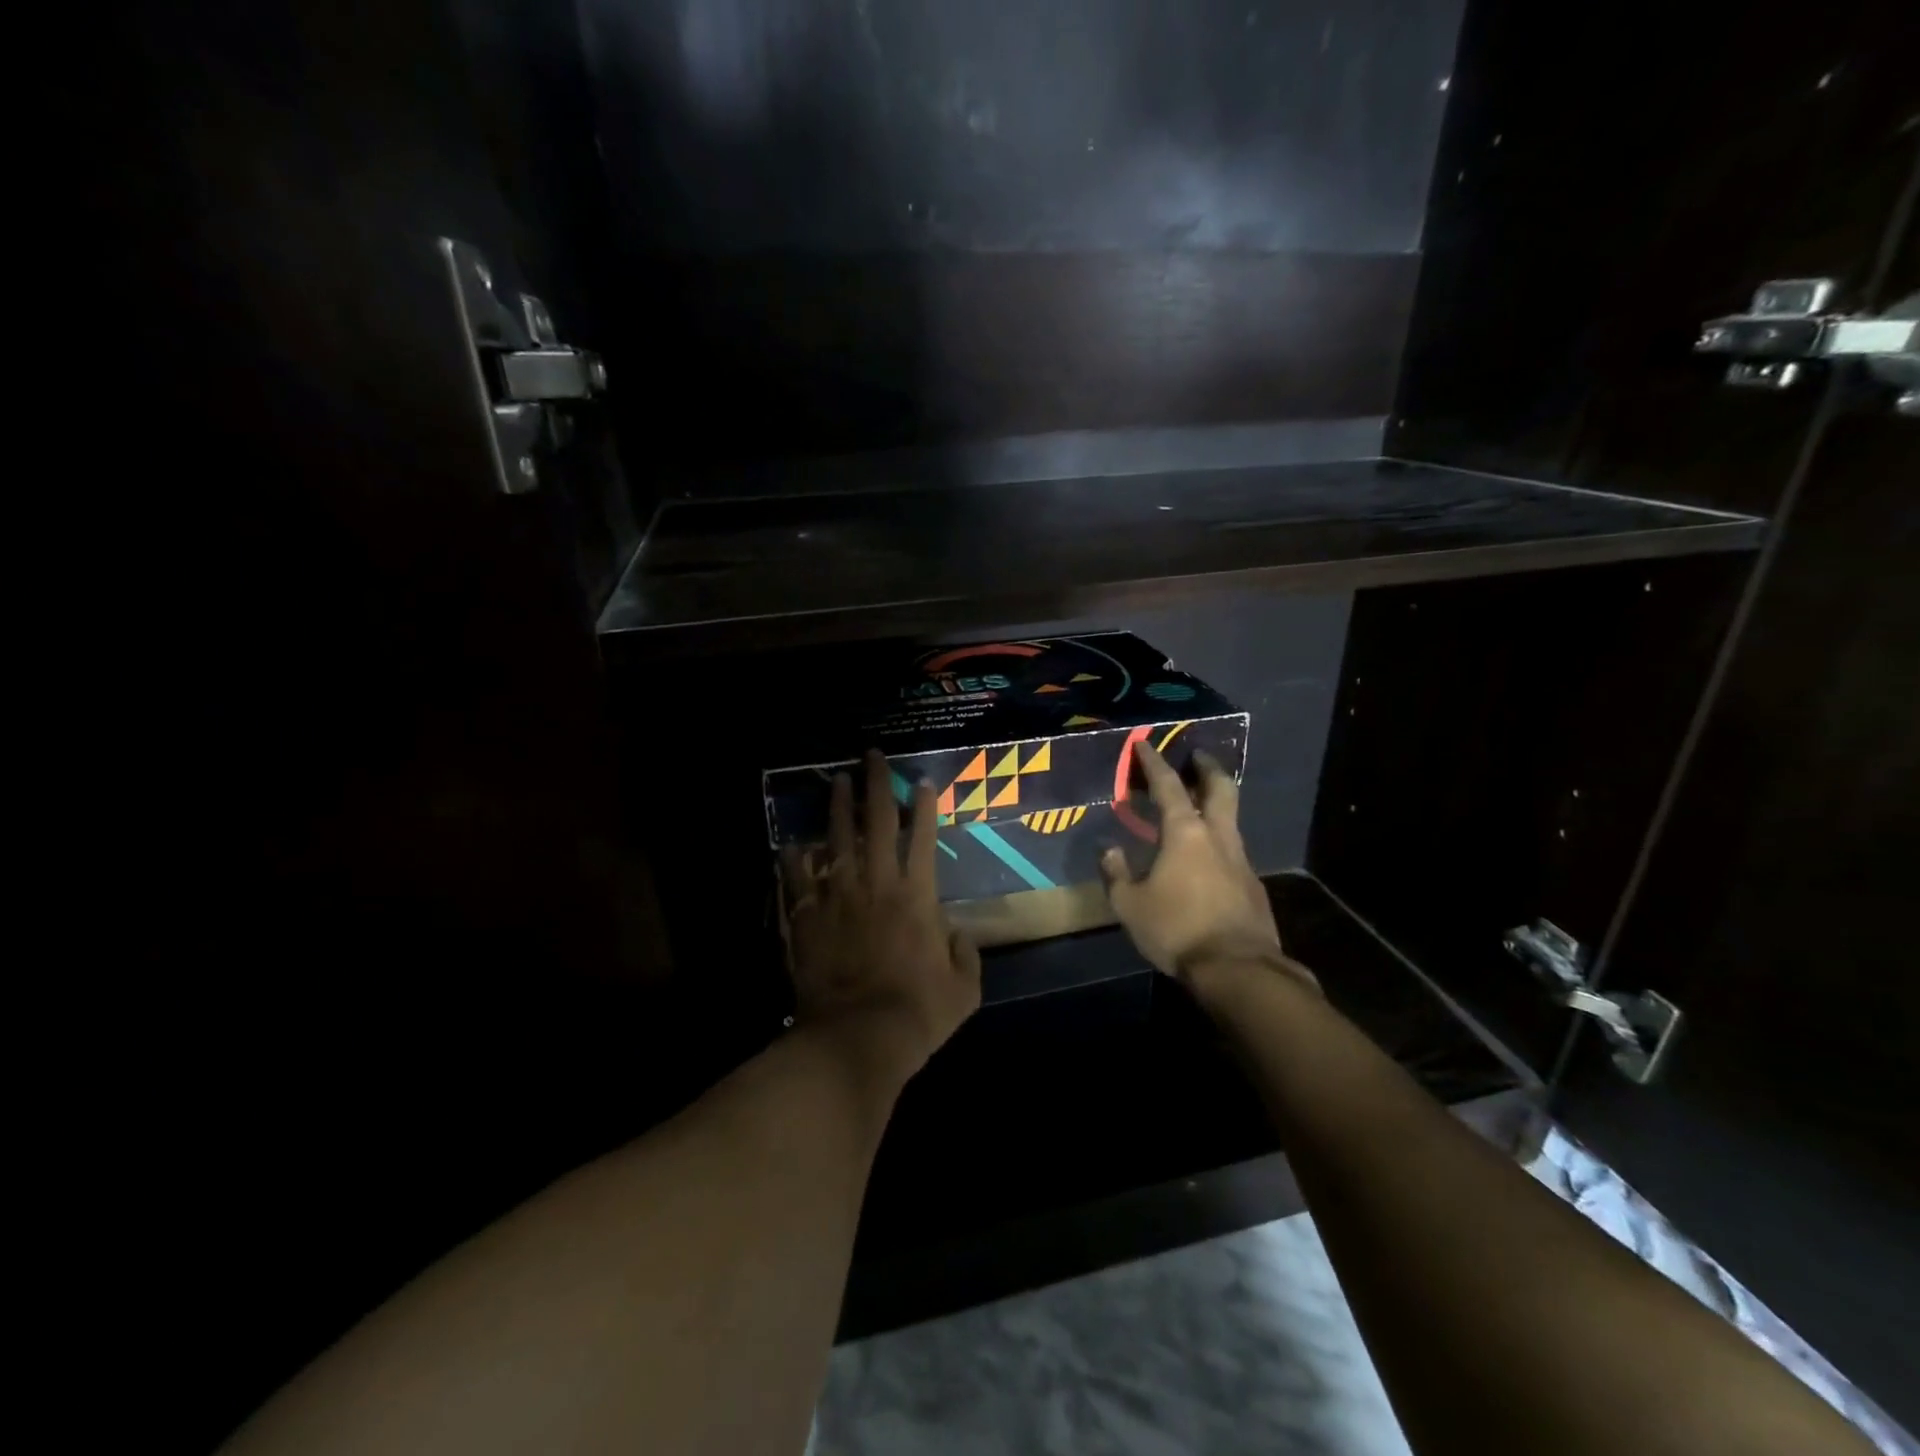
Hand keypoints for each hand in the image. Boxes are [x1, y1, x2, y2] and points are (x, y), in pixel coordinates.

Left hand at [781, 750, 981, 1085]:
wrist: (857, 1036)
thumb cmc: (917, 1013)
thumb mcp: (964, 990)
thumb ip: (966, 955)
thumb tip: (959, 934)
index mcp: (917, 896)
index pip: (923, 838)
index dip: (924, 807)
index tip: (922, 781)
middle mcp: (876, 884)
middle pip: (877, 823)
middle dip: (876, 784)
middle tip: (870, 755)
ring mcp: (837, 897)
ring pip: (837, 839)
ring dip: (837, 807)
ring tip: (834, 781)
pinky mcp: (808, 917)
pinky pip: (798, 879)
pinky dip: (794, 860)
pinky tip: (791, 844)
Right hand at [1099, 743, 1314, 990]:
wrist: (1237, 968)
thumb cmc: (1177, 929)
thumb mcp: (1130, 904)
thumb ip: (1117, 874)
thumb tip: (1108, 851)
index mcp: (1184, 833)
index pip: (1168, 786)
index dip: (1154, 762)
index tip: (1145, 743)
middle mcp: (1217, 837)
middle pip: (1220, 789)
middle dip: (1207, 768)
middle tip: (1196, 757)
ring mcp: (1241, 860)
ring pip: (1231, 819)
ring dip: (1216, 805)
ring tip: (1198, 807)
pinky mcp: (1253, 885)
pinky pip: (1233, 851)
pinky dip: (1219, 841)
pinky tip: (1206, 859)